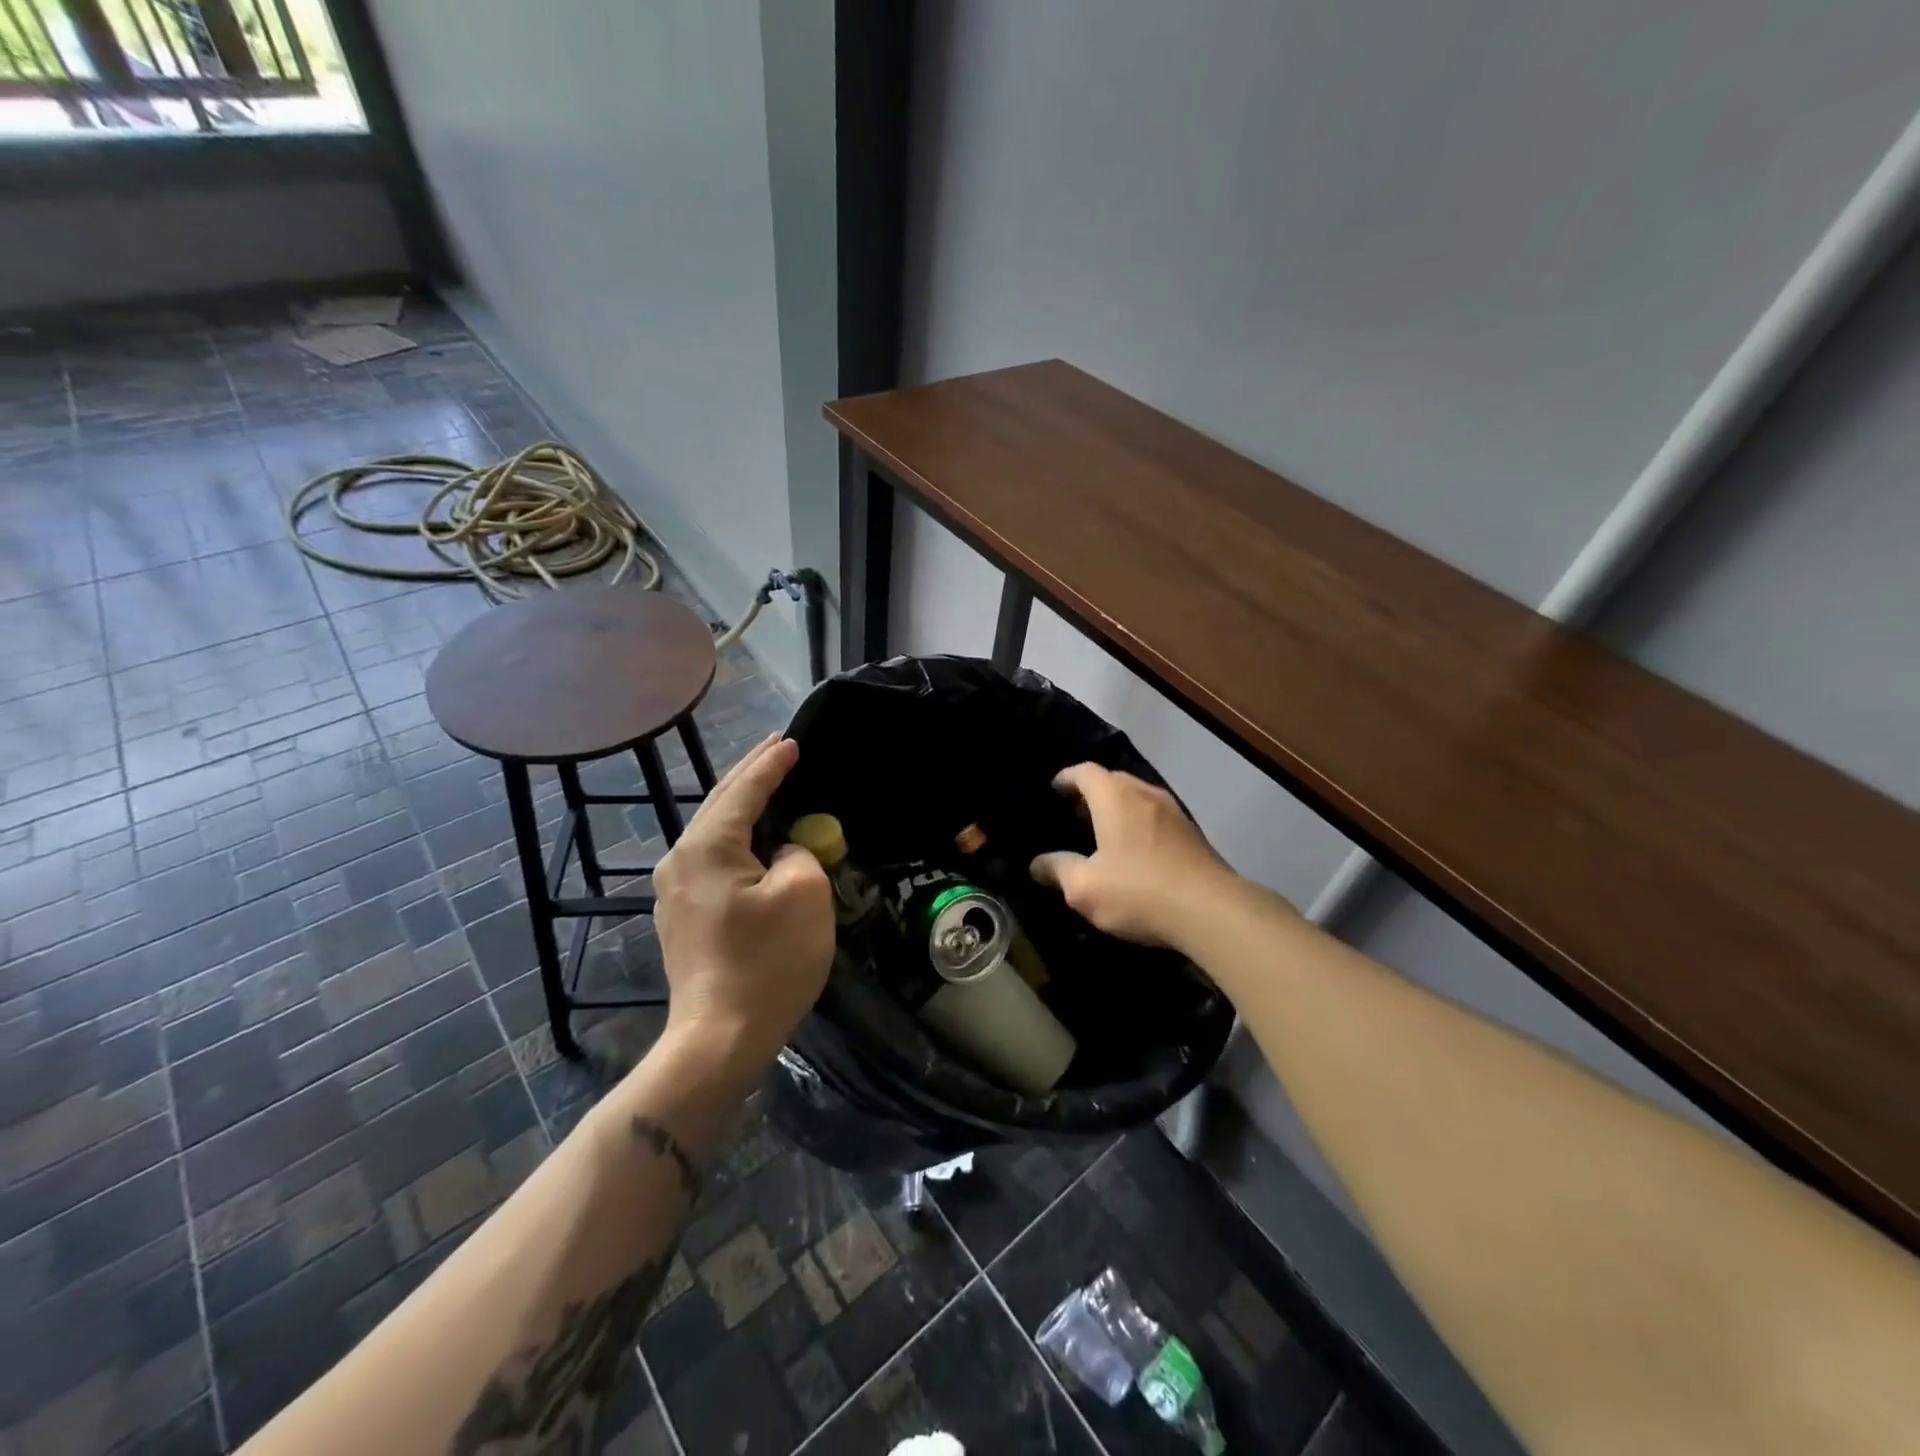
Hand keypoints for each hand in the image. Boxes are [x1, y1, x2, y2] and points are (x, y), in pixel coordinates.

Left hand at [651, 734, 833, 1071]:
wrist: (718, 1039)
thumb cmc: (767, 963)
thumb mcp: (804, 895)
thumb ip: (798, 854)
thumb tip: (782, 854)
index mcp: (707, 847)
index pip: (744, 790)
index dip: (771, 764)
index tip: (792, 741)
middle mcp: (680, 860)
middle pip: (719, 805)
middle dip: (750, 775)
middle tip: (775, 748)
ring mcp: (674, 892)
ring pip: (712, 834)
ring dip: (741, 807)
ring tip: (766, 786)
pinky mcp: (680, 918)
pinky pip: (711, 862)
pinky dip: (735, 840)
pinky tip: (751, 841)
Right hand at [1031, 763, 1236, 949]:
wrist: (1211, 910)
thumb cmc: (1138, 891)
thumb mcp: (1084, 888)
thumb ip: (1058, 870)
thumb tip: (1036, 864)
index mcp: (1115, 798)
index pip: (1085, 772)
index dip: (1067, 778)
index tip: (1054, 789)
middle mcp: (1145, 794)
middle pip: (1114, 780)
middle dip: (1092, 792)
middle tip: (1074, 812)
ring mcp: (1174, 812)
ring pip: (1138, 797)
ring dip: (1118, 807)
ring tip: (1102, 830)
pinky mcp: (1192, 834)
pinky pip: (1156, 817)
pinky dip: (1139, 823)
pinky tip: (1135, 850)